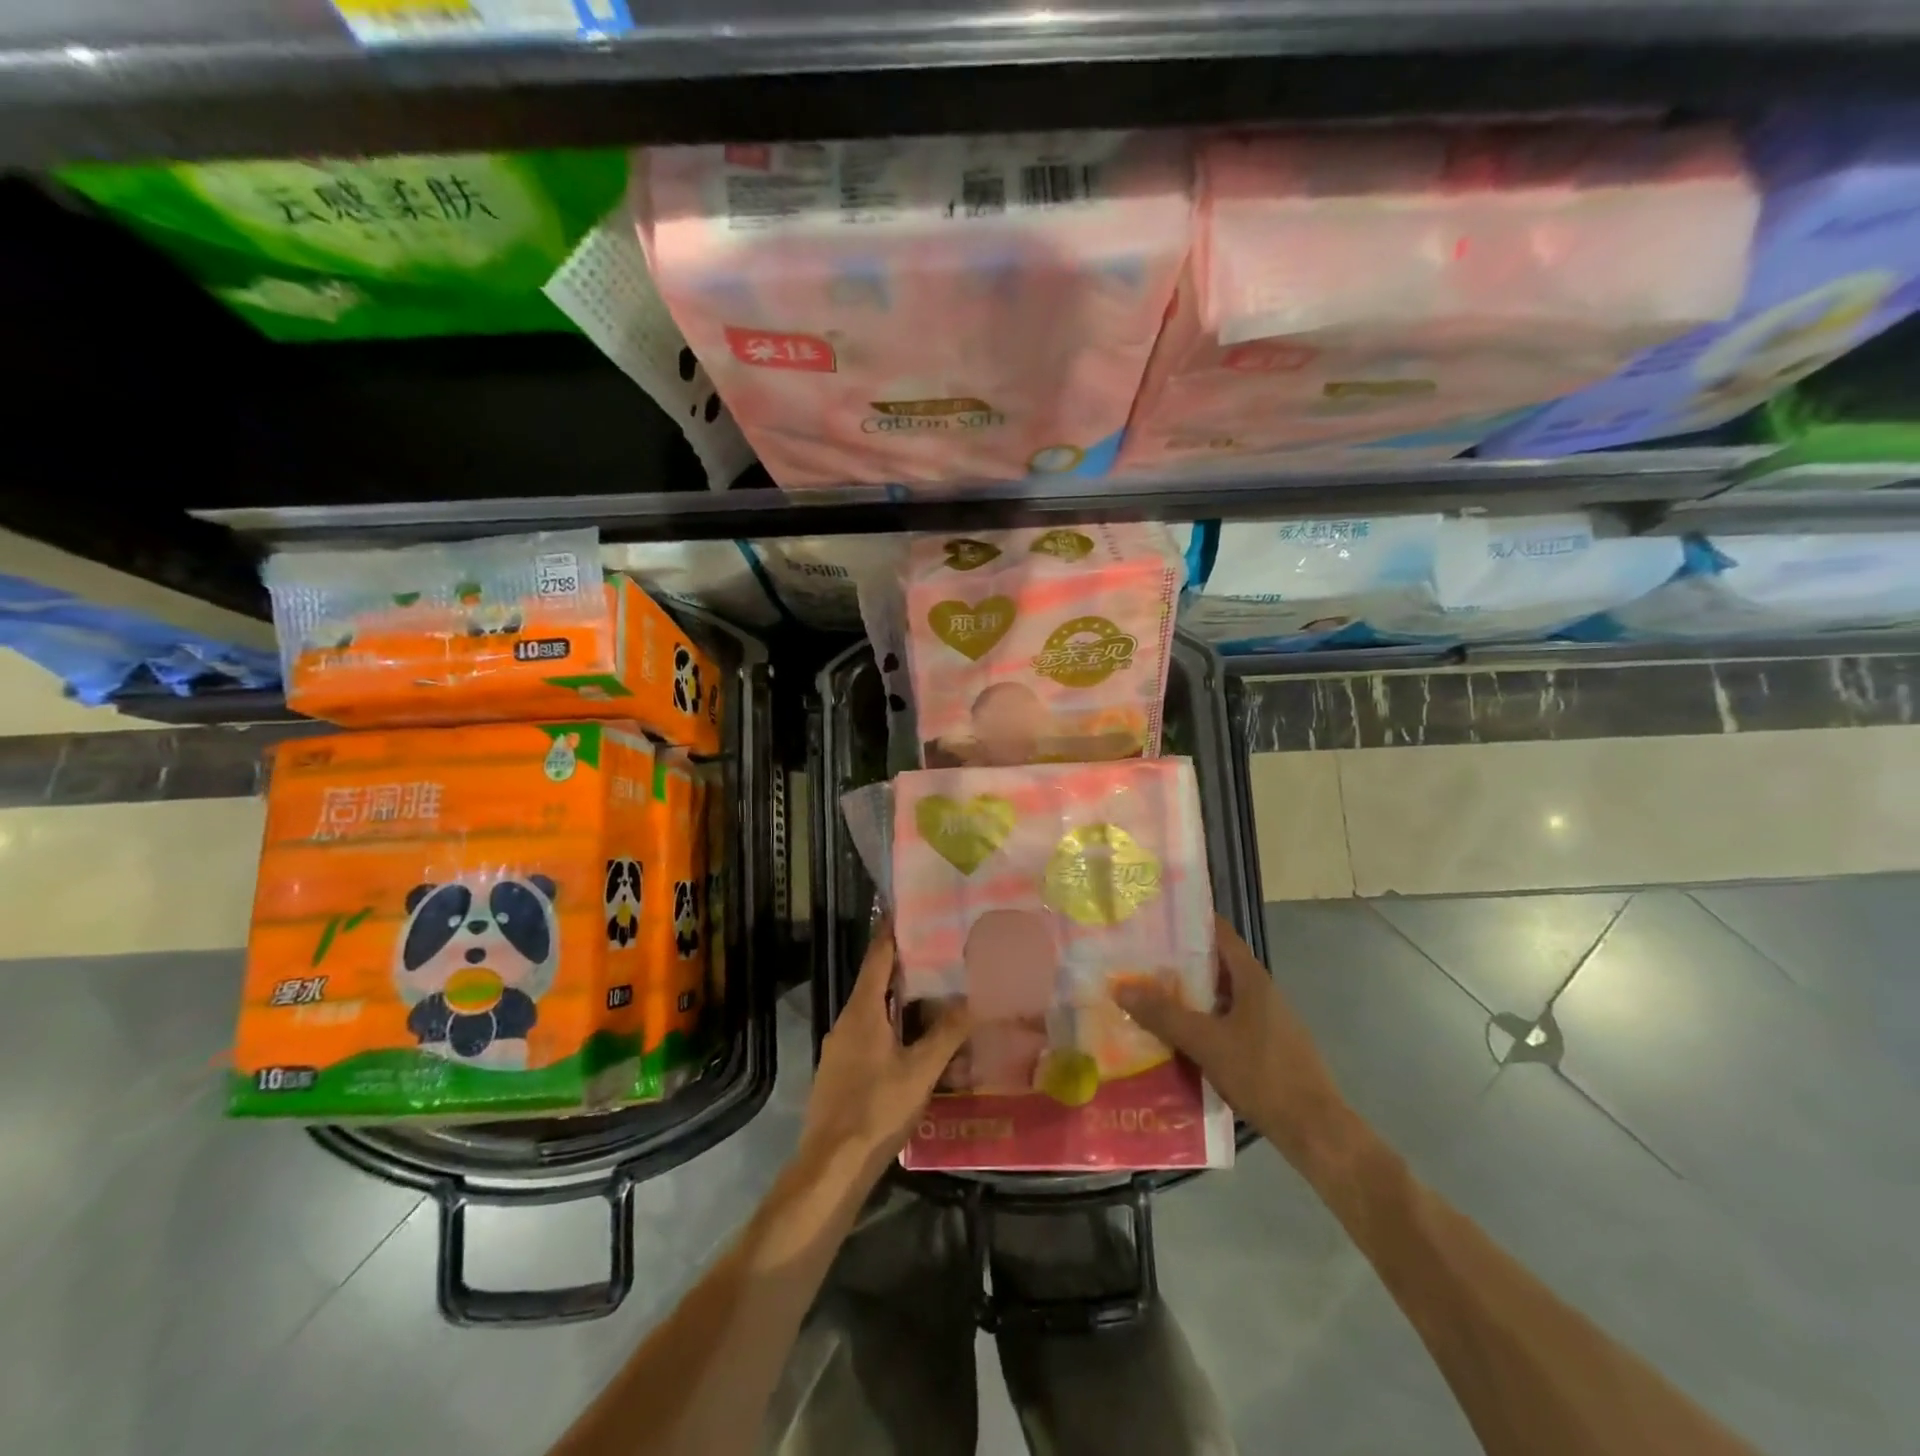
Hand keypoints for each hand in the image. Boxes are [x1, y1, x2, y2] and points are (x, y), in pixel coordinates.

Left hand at [803, 917, 971, 1182]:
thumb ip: (948, 1033)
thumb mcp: (920, 1071)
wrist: (832, 1166)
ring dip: (898, 1002)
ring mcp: (839, 1050)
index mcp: (862, 1011)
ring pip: (872, 1013)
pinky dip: (890, 1029)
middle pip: (875, 983)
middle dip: (903, 968)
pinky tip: (912, 1044)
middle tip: (936, 953)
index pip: (877, 958)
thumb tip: (975, 998)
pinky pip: (868, 1037)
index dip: (891, 932)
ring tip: (932, 996)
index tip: (906, 910)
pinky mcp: (840, 1073)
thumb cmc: (876, 1109)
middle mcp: (845, 1023)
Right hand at [1115, 916, 1352, 1169]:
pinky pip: (1224, 1022)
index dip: (1188, 922)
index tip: (1153, 919)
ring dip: (1186, 995)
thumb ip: (1164, 1015)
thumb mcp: (1206, 1043)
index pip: (1219, 933)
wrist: (1314, 1129)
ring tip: (1145, 995)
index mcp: (1252, 978)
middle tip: (1136, 960)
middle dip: (1177, 962)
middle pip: (1214, 965)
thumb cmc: (1263, 1074)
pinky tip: (1173, 1036)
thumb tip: (1121, 987)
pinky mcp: (1263, 1046)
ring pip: (1217, 996)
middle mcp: (1260, 992)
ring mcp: (1264, 1020)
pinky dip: (1199, 1022)